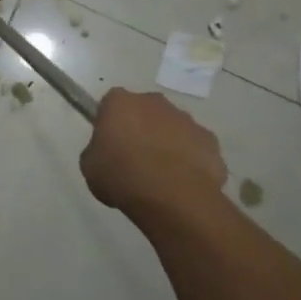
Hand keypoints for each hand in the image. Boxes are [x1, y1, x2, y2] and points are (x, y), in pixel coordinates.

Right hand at [81, 88, 227, 220]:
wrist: (172, 197)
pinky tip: (182, 183)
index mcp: (120, 102)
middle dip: (141, 128)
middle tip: (134, 159)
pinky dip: (189, 160)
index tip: (109, 144)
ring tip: (161, 176)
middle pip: (145, 111)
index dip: (110, 123)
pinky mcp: (210, 140)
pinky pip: (194, 147)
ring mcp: (186, 119)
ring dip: (167, 143)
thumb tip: (107, 152)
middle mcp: (154, 102)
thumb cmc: (122, 176)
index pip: (111, 104)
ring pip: (172, 128)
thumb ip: (97, 151)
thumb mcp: (90, 167)